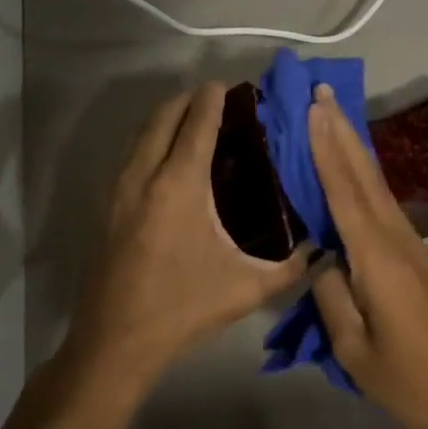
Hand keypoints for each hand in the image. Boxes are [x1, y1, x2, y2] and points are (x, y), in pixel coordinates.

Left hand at [64, 84, 309, 388]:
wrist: (115, 343)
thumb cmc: (182, 308)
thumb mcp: (246, 288)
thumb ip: (290, 267)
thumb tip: (321, 250)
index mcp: (179, 185)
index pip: (196, 123)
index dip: (212, 99)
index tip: (227, 85)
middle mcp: (144, 176)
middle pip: (163, 116)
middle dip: (187, 99)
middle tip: (214, 99)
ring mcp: (119, 190)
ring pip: (141, 133)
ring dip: (166, 117)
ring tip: (193, 121)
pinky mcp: (106, 207)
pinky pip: (130, 154)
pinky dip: (150, 140)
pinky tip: (167, 159)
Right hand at [306, 84, 427, 428]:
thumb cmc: (408, 380)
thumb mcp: (354, 349)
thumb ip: (331, 295)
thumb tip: (321, 257)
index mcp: (378, 258)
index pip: (345, 192)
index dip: (327, 149)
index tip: (315, 110)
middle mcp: (398, 239)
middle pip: (366, 176)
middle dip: (343, 133)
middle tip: (323, 95)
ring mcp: (414, 246)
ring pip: (378, 187)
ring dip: (355, 151)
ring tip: (334, 121)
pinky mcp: (420, 257)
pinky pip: (385, 207)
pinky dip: (365, 181)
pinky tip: (355, 175)